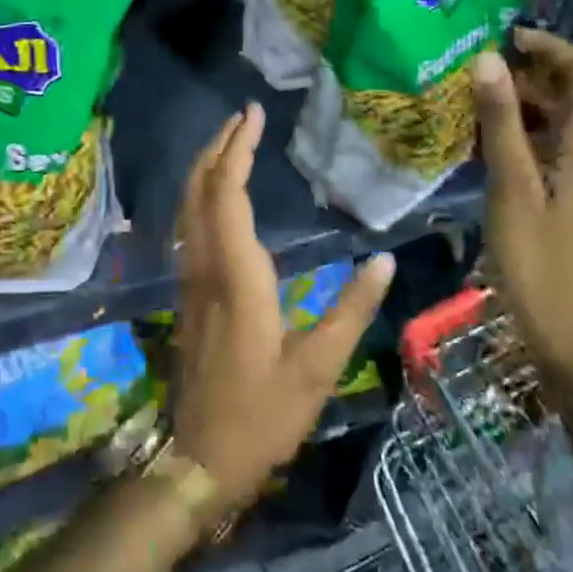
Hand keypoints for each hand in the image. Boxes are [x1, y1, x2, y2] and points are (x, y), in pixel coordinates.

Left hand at [172, 102, 394, 512]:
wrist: (199, 457)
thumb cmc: (262, 414)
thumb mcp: (318, 368)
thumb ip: (351, 310)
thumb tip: (385, 260)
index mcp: (236, 276)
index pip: (226, 194)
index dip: (236, 150)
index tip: (253, 115)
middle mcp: (204, 266)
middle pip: (199, 189)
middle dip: (218, 146)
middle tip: (244, 116)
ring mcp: (190, 278)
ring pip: (187, 205)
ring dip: (206, 166)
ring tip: (231, 141)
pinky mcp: (187, 291)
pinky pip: (188, 225)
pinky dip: (201, 193)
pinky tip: (219, 194)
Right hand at [471, 29, 572, 380]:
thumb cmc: (541, 263)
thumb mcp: (513, 188)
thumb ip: (503, 122)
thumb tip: (488, 60)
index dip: (552, 48)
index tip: (507, 37)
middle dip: (539, 73)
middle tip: (487, 69)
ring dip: (536, 103)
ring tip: (485, 99)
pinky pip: (569, 148)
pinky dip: (539, 133)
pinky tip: (500, 144)